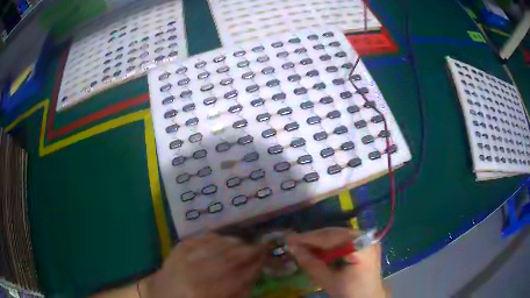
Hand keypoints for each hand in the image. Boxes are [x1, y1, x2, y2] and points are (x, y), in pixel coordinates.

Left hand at [142, 233, 264, 297]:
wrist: (159, 295)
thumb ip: (238, 291)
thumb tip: (254, 272)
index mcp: (205, 293)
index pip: (238, 277)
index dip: (255, 266)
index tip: (267, 259)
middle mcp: (194, 273)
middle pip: (229, 258)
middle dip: (249, 251)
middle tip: (262, 247)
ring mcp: (183, 257)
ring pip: (217, 245)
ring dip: (236, 243)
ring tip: (246, 244)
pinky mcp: (177, 248)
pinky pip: (202, 237)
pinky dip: (217, 237)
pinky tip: (226, 239)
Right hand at [287, 228, 384, 297]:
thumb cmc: (350, 293)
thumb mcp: (328, 281)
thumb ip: (311, 264)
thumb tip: (292, 248)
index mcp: (361, 247)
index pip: (331, 238)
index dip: (309, 238)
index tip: (290, 239)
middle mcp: (367, 238)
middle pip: (335, 233)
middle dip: (313, 238)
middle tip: (294, 242)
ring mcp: (368, 239)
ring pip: (339, 234)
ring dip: (320, 240)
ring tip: (303, 245)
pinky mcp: (367, 243)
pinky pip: (345, 239)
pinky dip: (330, 244)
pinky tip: (319, 249)